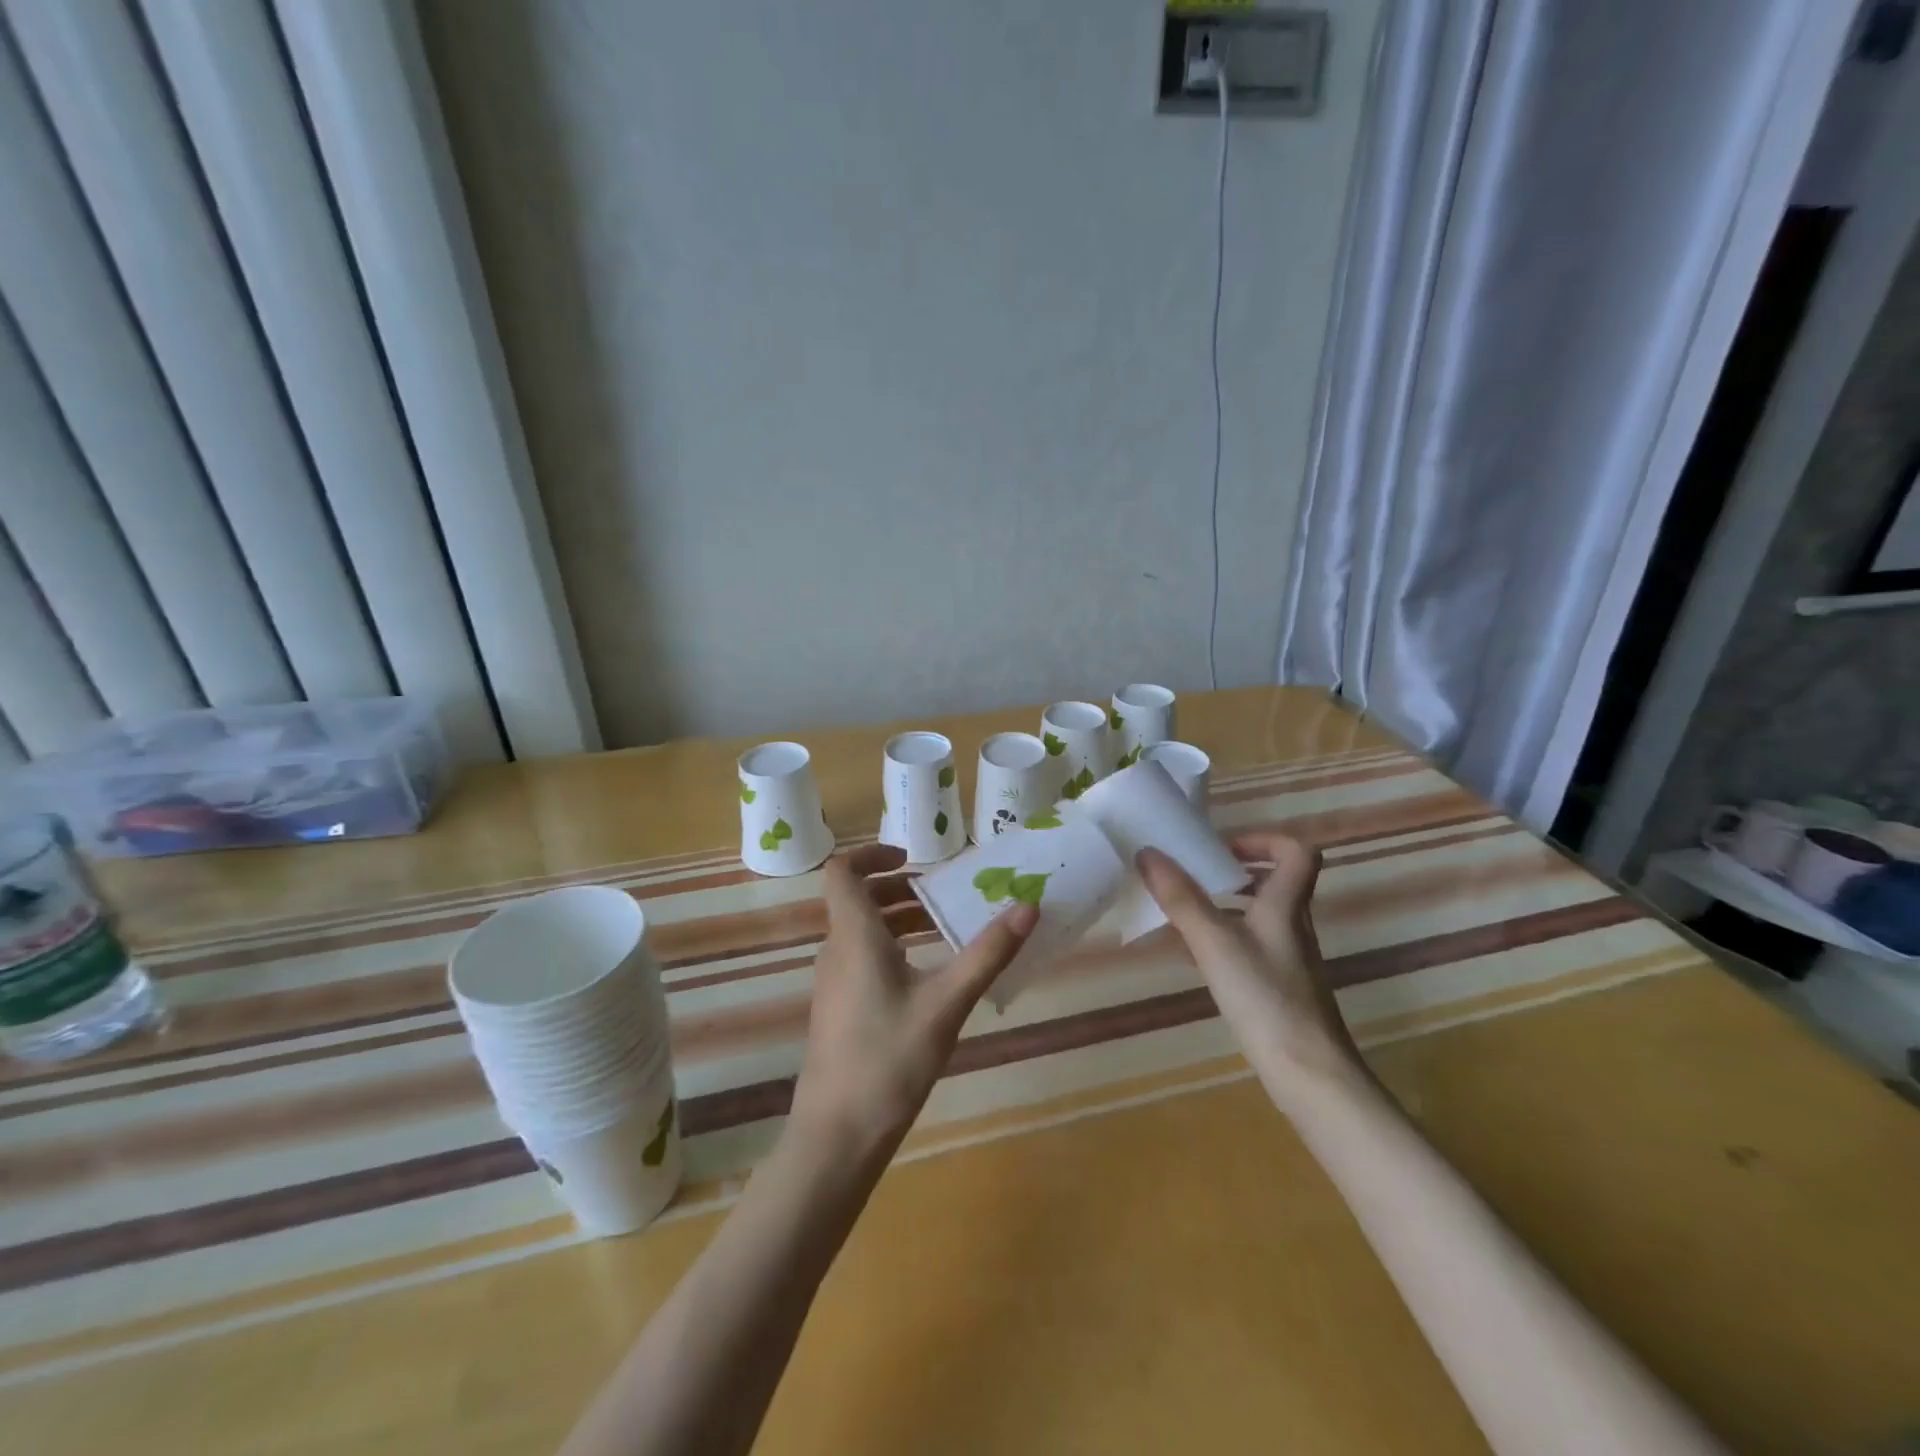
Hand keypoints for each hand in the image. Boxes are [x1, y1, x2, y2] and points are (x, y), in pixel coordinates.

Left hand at [787, 844, 1037, 1165]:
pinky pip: (863, 957)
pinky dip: (893, 947)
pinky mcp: (839, 1008)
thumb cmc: (889, 1059)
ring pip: (862, 930)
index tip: (912, 858)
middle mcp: (837, 950)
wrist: (837, 1135)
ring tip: (945, 928)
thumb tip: (1028, 906)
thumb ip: (987, 953)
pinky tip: (929, 974)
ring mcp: (834, 981)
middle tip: (945, 894)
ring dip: (899, 919)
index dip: (872, 854)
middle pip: (858, 899)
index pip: (843, 871)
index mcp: (854, 935)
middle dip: (900, 889)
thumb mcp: (946, 1003)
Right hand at [1136, 832, 1360, 1080]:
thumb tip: (1147, 852)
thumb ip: (1181, 898)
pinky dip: (1225, 938)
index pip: (1297, 852)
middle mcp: (1293, 926)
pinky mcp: (1280, 988)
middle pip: (1276, 882)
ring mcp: (1289, 959)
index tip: (1222, 849)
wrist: (1309, 1075)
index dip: (1263, 840)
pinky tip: (1196, 957)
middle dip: (1235, 872)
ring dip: (1227, 904)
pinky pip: (1252, 946)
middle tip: (1196, 876)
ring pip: (1261, 915)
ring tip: (1186, 912)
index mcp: (1286, 906)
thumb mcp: (1214, 942)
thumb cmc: (1265, 998)